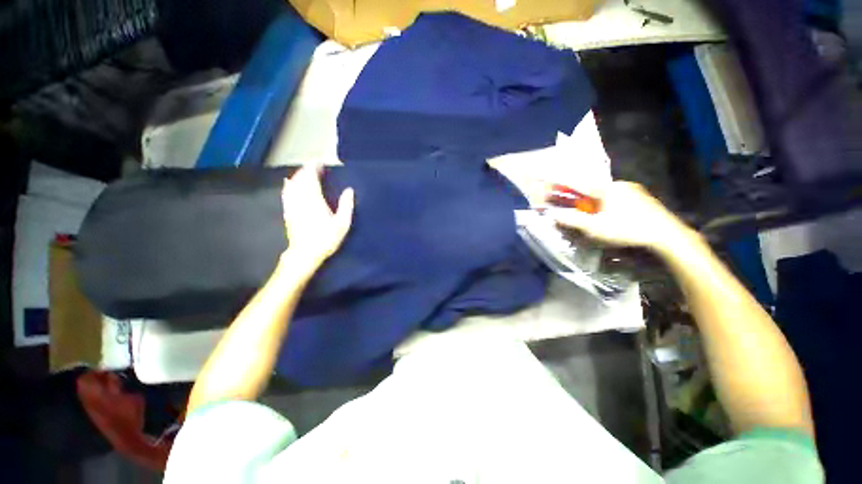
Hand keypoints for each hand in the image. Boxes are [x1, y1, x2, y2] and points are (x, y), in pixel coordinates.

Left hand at [281, 164, 353, 267]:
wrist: (305, 253)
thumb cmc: (326, 238)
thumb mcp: (342, 224)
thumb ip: (346, 205)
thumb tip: (349, 190)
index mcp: (314, 199)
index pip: (311, 177)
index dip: (314, 167)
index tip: (320, 161)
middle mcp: (301, 199)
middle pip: (300, 179)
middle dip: (306, 169)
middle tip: (314, 165)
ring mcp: (292, 205)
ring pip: (292, 184)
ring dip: (298, 175)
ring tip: (305, 171)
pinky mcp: (288, 211)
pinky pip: (286, 193)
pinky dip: (289, 185)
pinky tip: (289, 183)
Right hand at [550, 181, 690, 251]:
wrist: (666, 236)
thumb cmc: (626, 229)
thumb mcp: (594, 228)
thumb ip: (572, 220)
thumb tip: (553, 215)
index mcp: (607, 188)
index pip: (580, 186)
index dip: (567, 191)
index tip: (556, 194)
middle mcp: (621, 184)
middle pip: (593, 191)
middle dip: (584, 201)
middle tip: (580, 215)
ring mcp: (635, 191)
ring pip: (608, 196)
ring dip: (598, 205)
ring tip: (598, 219)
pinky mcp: (645, 199)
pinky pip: (621, 199)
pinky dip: (612, 207)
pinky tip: (616, 219)